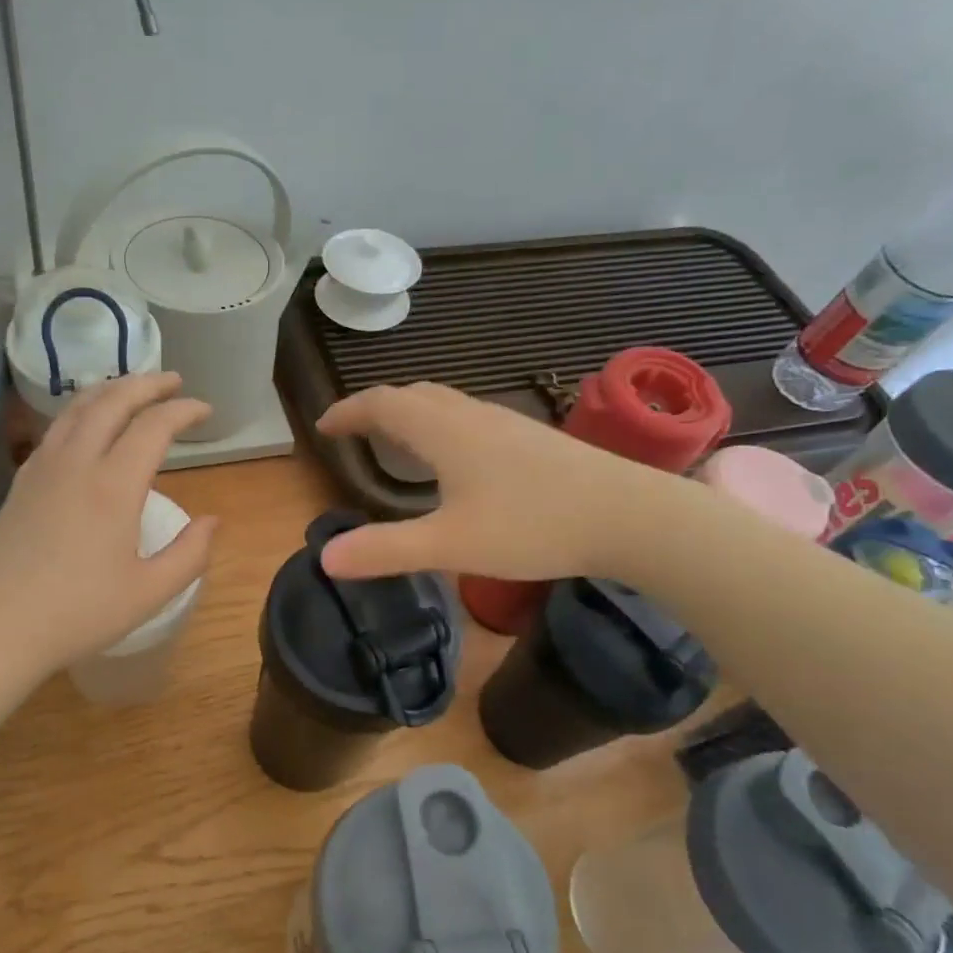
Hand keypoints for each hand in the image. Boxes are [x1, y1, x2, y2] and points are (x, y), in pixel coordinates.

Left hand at [0, 373, 218, 675]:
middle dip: (146, 384)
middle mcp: (76, 463)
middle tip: (172, 380)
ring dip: (110, 390)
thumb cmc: (79, 614)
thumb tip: (212, 521)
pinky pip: (54, 429)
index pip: (154, 427)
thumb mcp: (149, 592)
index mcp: (113, 486)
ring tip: (131, 389)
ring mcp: (41, 469)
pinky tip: (85, 426)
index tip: (204, 410)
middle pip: (112, 401)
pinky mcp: (20, 483)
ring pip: (76, 408)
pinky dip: (79, 412)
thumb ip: (190, 554)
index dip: (183, 411)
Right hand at [315, 383, 669, 581]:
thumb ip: (385, 550)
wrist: (630, 515)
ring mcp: (506, 423)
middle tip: (353, 432)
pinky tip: (453, 458)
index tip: (323, 427)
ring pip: (444, 403)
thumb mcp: (450, 545)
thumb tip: (325, 558)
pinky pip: (467, 417)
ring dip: (409, 413)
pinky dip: (439, 424)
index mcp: (444, 431)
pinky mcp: (530, 439)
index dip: (348, 412)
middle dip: (375, 408)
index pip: (382, 404)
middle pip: (412, 395)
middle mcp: (471, 416)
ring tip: (394, 441)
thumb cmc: (534, 526)